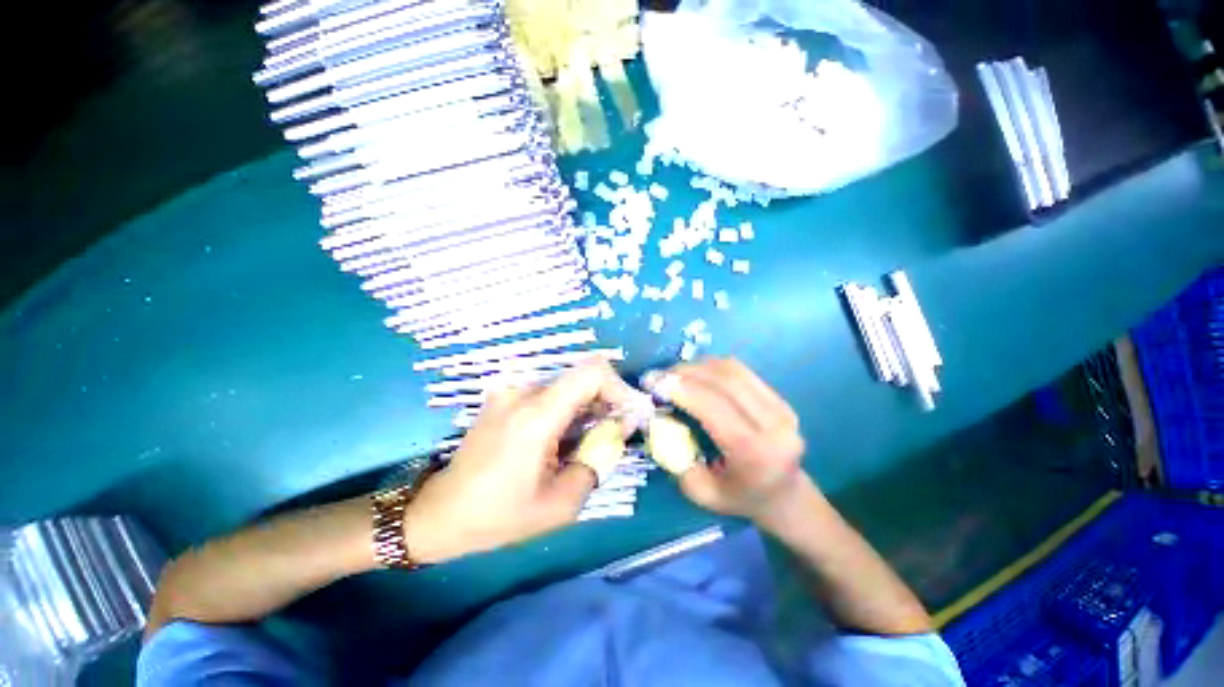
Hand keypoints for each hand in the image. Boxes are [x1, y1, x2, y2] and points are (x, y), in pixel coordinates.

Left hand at [403, 360, 639, 562]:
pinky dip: (570, 407)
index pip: (592, 372)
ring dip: (589, 405)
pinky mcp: (506, 396)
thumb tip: (619, 430)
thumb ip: (597, 460)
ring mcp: (511, 391)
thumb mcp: (560, 503)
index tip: (631, 413)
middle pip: (582, 377)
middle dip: (608, 400)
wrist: (441, 512)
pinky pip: (551, 392)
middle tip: (617, 432)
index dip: (619, 387)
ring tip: (593, 438)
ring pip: (568, 384)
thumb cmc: (499, 515)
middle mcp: (523, 392)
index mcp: (536, 415)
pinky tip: (568, 436)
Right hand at [660, 358, 808, 522]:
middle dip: (684, 373)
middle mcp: (775, 424)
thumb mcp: (700, 492)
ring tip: (672, 374)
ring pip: (731, 370)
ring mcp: (781, 406)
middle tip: (657, 376)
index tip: (652, 383)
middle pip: (724, 381)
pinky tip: (694, 374)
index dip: (681, 389)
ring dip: (696, 366)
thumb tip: (655, 418)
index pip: (715, 407)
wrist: (784, 495)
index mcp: (756, 453)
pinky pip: (739, 371)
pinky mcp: (779, 397)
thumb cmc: (739, 498)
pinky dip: (711, 367)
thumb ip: (675, 456)